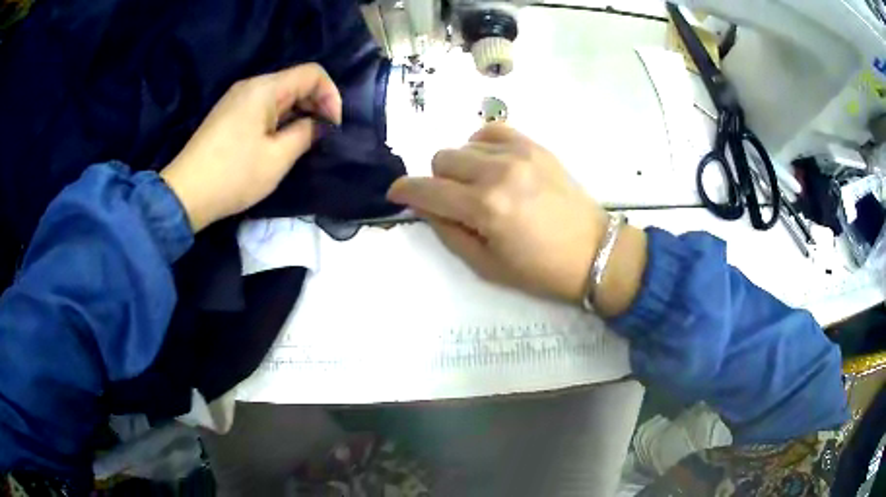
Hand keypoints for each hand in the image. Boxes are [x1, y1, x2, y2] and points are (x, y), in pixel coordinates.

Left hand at [160, 63, 341, 231]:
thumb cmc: (234, 175)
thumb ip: (306, 133)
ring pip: (280, 95)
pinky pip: (263, 107)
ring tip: (304, 141)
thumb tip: (319, 124)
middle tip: (323, 136)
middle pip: (295, 81)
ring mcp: (237, 99)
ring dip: (298, 113)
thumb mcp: (278, 158)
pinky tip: (280, 141)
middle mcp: (251, 86)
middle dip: (316, 104)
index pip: (312, 73)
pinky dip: (279, 119)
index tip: (333, 126)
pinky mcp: (228, 115)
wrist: (185, 194)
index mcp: (265, 88)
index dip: (330, 95)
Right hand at [388, 124, 608, 302]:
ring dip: (462, 166)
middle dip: (437, 181)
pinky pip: (492, 131)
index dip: (404, 190)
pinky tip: (492, 164)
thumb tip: (425, 206)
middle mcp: (498, 172)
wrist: (594, 252)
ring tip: (480, 186)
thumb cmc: (540, 270)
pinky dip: (482, 145)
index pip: (426, 189)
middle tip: (455, 202)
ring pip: (464, 145)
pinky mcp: (535, 146)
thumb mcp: (485, 265)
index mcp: (485, 207)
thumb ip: (448, 231)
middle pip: (442, 159)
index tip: (396, 194)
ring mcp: (519, 154)